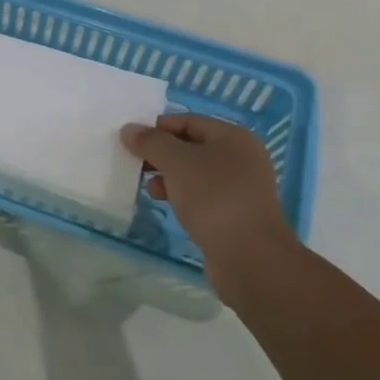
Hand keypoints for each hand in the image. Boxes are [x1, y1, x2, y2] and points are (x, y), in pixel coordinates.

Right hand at [120, 114, 298, 299]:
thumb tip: (129, 129)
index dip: (157, 127)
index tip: (131, 142)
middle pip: (191, 146)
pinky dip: (182, 196)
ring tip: (148, 188)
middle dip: (161, 154)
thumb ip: (151, 142)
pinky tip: (166, 204)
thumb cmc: (214, 198)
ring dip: (169, 177)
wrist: (250, 259)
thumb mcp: (176, 162)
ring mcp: (240, 188)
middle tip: (135, 164)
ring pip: (195, 173)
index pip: (188, 121)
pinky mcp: (235, 214)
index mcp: (233, 137)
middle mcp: (241, 158)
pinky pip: (202, 196)